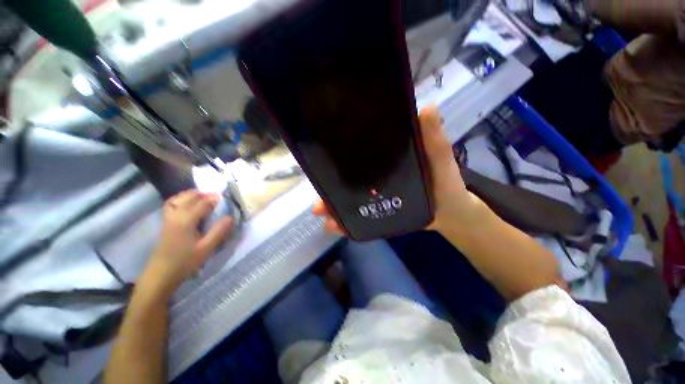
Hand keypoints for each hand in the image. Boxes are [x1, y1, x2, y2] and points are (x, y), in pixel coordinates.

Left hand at [140, 190, 234, 297]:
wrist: (161, 275)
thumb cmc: (185, 262)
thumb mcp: (206, 248)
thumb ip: (219, 231)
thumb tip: (231, 217)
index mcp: (186, 220)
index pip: (202, 203)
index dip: (214, 198)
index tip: (225, 196)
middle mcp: (175, 215)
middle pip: (189, 197)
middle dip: (203, 194)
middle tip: (216, 197)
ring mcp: (168, 219)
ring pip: (177, 199)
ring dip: (191, 195)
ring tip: (203, 197)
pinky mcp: (165, 223)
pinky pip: (171, 204)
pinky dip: (180, 199)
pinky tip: (187, 204)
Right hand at [313, 104, 486, 235]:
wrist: (451, 215)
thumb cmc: (447, 184)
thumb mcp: (441, 160)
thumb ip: (434, 140)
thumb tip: (426, 108)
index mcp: (387, 159)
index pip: (360, 152)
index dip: (341, 152)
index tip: (321, 153)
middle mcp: (376, 176)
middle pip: (348, 178)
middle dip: (330, 185)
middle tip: (317, 193)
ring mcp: (376, 195)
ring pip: (349, 199)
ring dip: (333, 206)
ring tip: (320, 212)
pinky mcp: (378, 211)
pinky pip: (359, 216)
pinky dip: (346, 223)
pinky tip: (334, 227)